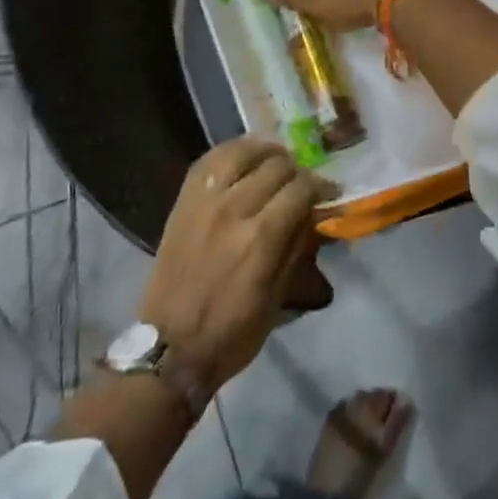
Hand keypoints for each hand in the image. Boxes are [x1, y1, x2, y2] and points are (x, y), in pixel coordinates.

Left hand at [138, 138, 329, 389]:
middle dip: (298, 172)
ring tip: (276, 162)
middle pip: (277, 165)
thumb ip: (297, 248)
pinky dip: (232, 152)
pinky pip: (210, 159)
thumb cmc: (232, 333)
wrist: (169, 347)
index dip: (321, 186)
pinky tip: (244, 159)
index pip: (301, 188)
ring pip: (243, 151)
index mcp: (262, 238)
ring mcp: (205, 201)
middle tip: (302, 186)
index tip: (329, 193)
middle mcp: (234, 209)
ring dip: (266, 153)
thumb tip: (313, 214)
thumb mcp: (279, 298)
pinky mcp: (184, 200)